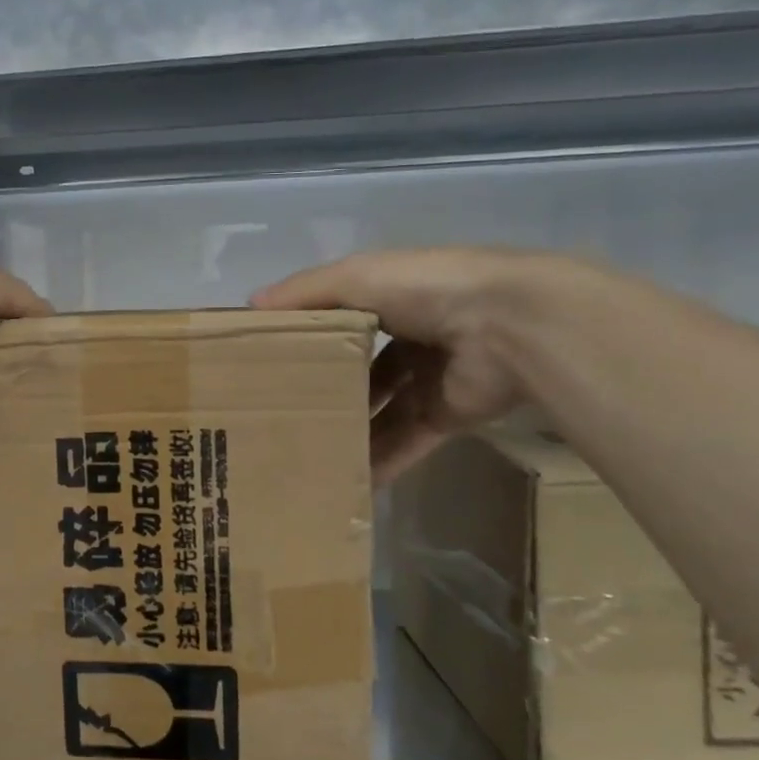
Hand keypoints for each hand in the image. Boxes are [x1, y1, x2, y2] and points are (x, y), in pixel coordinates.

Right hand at [253, 248, 549, 481]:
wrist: (508, 325)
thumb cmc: (425, 290)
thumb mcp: (356, 278)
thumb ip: (305, 292)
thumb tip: (250, 306)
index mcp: (389, 299)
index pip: (338, 321)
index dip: (306, 339)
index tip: (267, 362)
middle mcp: (407, 338)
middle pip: (357, 371)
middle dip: (323, 391)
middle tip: (279, 415)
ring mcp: (427, 380)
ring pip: (378, 412)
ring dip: (347, 431)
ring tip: (302, 453)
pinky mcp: (445, 416)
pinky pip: (405, 443)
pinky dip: (379, 463)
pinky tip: (343, 482)